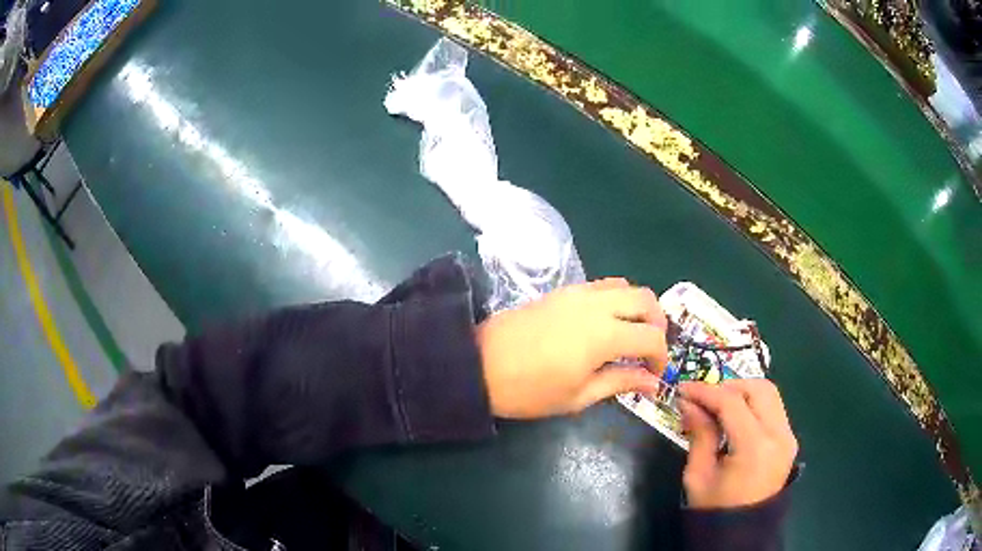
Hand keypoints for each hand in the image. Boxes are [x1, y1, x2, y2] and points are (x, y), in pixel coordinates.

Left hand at [476, 278, 668, 418]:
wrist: (479, 365)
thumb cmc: (529, 390)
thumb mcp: (578, 395)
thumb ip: (620, 382)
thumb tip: (652, 381)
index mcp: (605, 334)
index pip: (652, 337)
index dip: (661, 356)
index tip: (655, 374)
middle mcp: (597, 304)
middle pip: (646, 299)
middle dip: (657, 323)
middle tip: (649, 349)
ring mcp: (578, 293)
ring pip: (625, 286)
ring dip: (637, 307)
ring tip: (630, 334)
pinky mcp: (562, 290)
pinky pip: (602, 285)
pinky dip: (616, 298)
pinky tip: (605, 322)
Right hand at [678, 379, 797, 508]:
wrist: (742, 532)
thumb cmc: (715, 509)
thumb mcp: (698, 475)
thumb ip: (699, 435)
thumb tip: (689, 404)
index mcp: (755, 447)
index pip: (732, 403)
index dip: (705, 391)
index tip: (682, 388)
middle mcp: (779, 435)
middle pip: (758, 388)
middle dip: (728, 387)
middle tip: (703, 398)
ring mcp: (788, 436)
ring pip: (770, 394)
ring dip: (743, 392)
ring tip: (717, 405)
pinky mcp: (789, 440)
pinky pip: (773, 408)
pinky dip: (753, 404)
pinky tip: (734, 418)